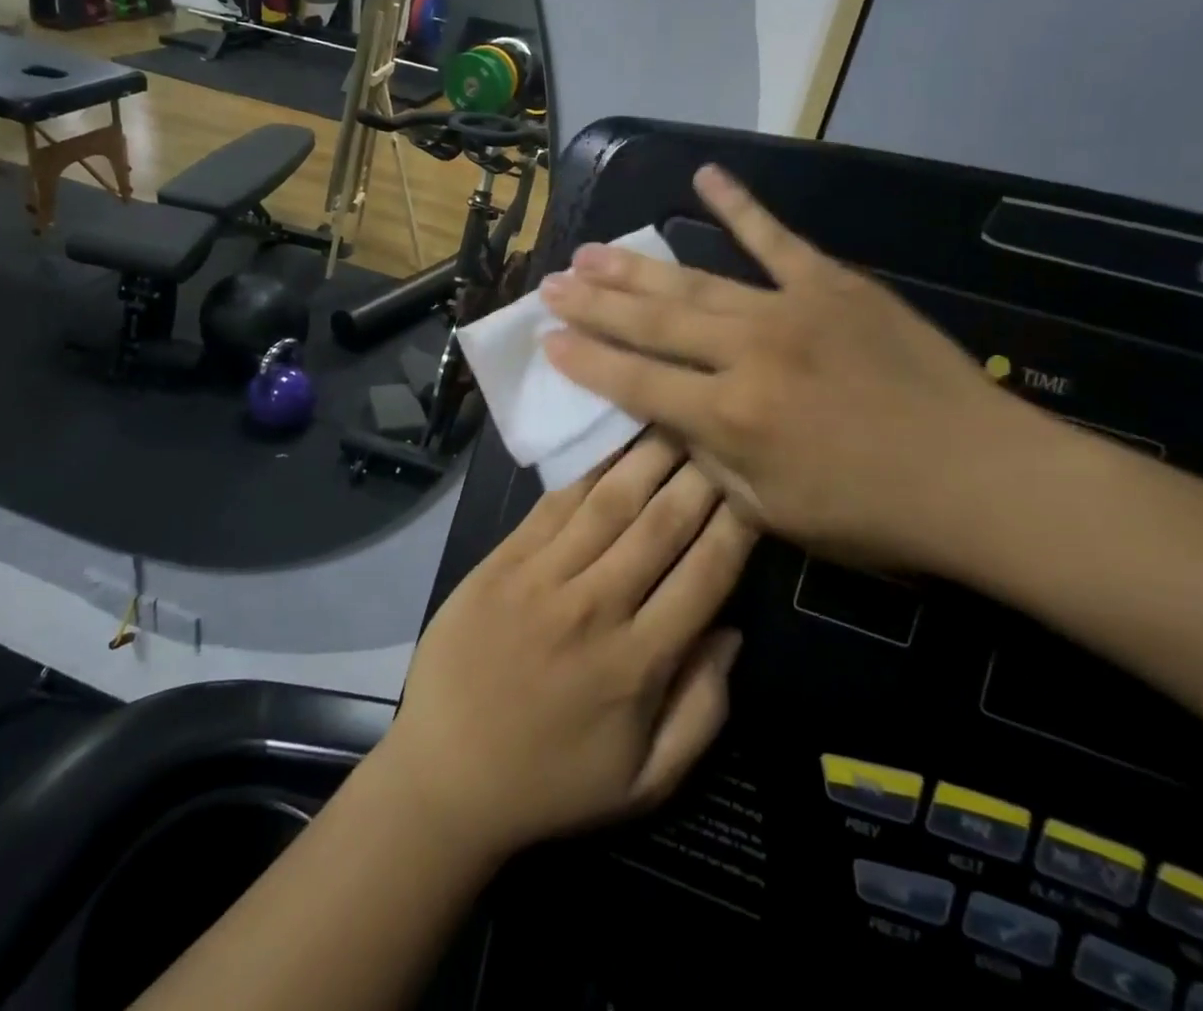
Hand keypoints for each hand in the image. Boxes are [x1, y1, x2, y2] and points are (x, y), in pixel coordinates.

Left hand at [377, 433, 755, 863]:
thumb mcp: (645, 781)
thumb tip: (733, 632)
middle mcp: (596, 607)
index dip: (737, 526)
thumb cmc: (552, 782)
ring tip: (676, 418)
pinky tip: (611, 442)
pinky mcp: (503, 560)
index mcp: (639, 663)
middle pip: (661, 525)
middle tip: (722, 431)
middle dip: (699, 474)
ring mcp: (543, 577)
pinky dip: (587, 470)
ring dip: (648, 457)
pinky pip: (554, 504)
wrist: (446, 773)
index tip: (756, 486)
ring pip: (609, 502)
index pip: (705, 575)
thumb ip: (702, 710)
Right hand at [539, 165, 1055, 574]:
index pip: (634, 382)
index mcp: (729, 418)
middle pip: (652, 321)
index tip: (547, 338)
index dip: (585, 360)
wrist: (982, 478)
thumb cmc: (875, 514)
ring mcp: (789, 310)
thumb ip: (709, 461)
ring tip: (590, 250)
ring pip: (694, 280)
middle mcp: (746, 355)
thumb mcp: (773, 512)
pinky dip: (738, 206)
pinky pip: (775, 238)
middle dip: (594, 303)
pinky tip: (703, 176)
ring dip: (636, 266)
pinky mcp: (832, 284)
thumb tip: (667, 419)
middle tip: (552, 282)